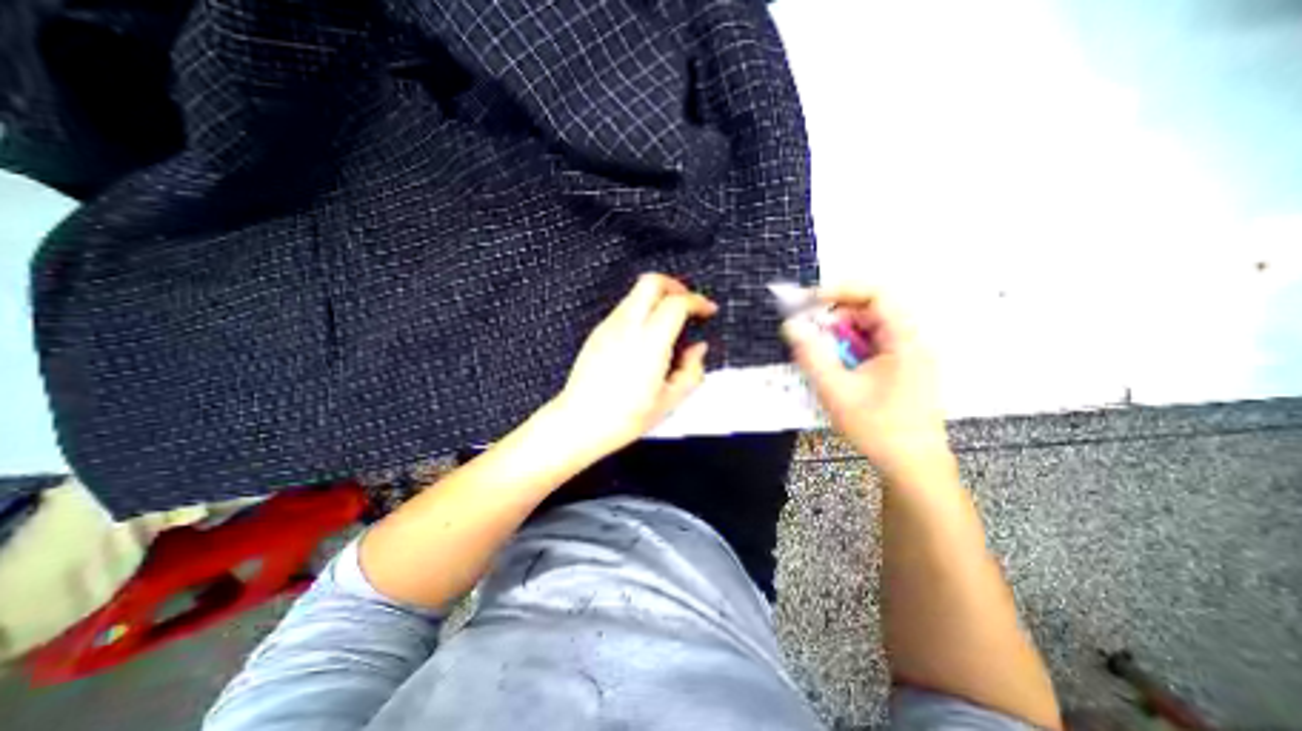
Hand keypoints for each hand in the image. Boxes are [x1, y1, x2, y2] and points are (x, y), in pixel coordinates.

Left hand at [545, 274, 709, 455]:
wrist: (579, 423)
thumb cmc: (624, 417)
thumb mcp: (670, 401)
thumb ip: (692, 371)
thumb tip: (698, 350)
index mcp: (649, 343)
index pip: (676, 303)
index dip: (697, 301)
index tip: (708, 311)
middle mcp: (627, 327)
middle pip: (651, 282)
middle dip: (675, 286)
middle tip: (687, 304)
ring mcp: (608, 327)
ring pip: (636, 293)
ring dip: (657, 298)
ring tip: (669, 323)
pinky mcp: (598, 333)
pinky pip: (624, 309)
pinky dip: (642, 310)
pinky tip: (647, 336)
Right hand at [776, 286, 952, 478]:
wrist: (912, 465)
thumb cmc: (877, 427)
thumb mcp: (836, 390)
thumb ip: (811, 355)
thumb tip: (791, 326)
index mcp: (904, 340)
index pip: (876, 294)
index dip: (841, 290)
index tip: (810, 301)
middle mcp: (911, 340)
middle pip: (871, 309)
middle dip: (836, 317)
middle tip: (810, 333)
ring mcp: (909, 354)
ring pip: (870, 328)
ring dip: (841, 334)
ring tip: (822, 354)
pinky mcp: (902, 367)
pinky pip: (872, 344)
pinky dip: (849, 348)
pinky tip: (838, 367)